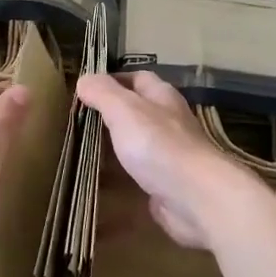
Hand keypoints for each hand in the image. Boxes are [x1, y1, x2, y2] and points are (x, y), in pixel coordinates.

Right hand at [76, 72, 259, 248]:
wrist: (196, 198)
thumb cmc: (159, 145)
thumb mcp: (124, 109)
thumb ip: (102, 93)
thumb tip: (84, 79)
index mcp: (162, 97)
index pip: (138, 78)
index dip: (113, 79)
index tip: (86, 89)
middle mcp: (169, 122)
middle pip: (138, 111)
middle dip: (112, 113)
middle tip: (79, 121)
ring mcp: (170, 155)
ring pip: (138, 143)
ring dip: (116, 145)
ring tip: (84, 150)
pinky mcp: (166, 184)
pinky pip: (139, 174)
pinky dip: (121, 175)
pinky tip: (101, 181)